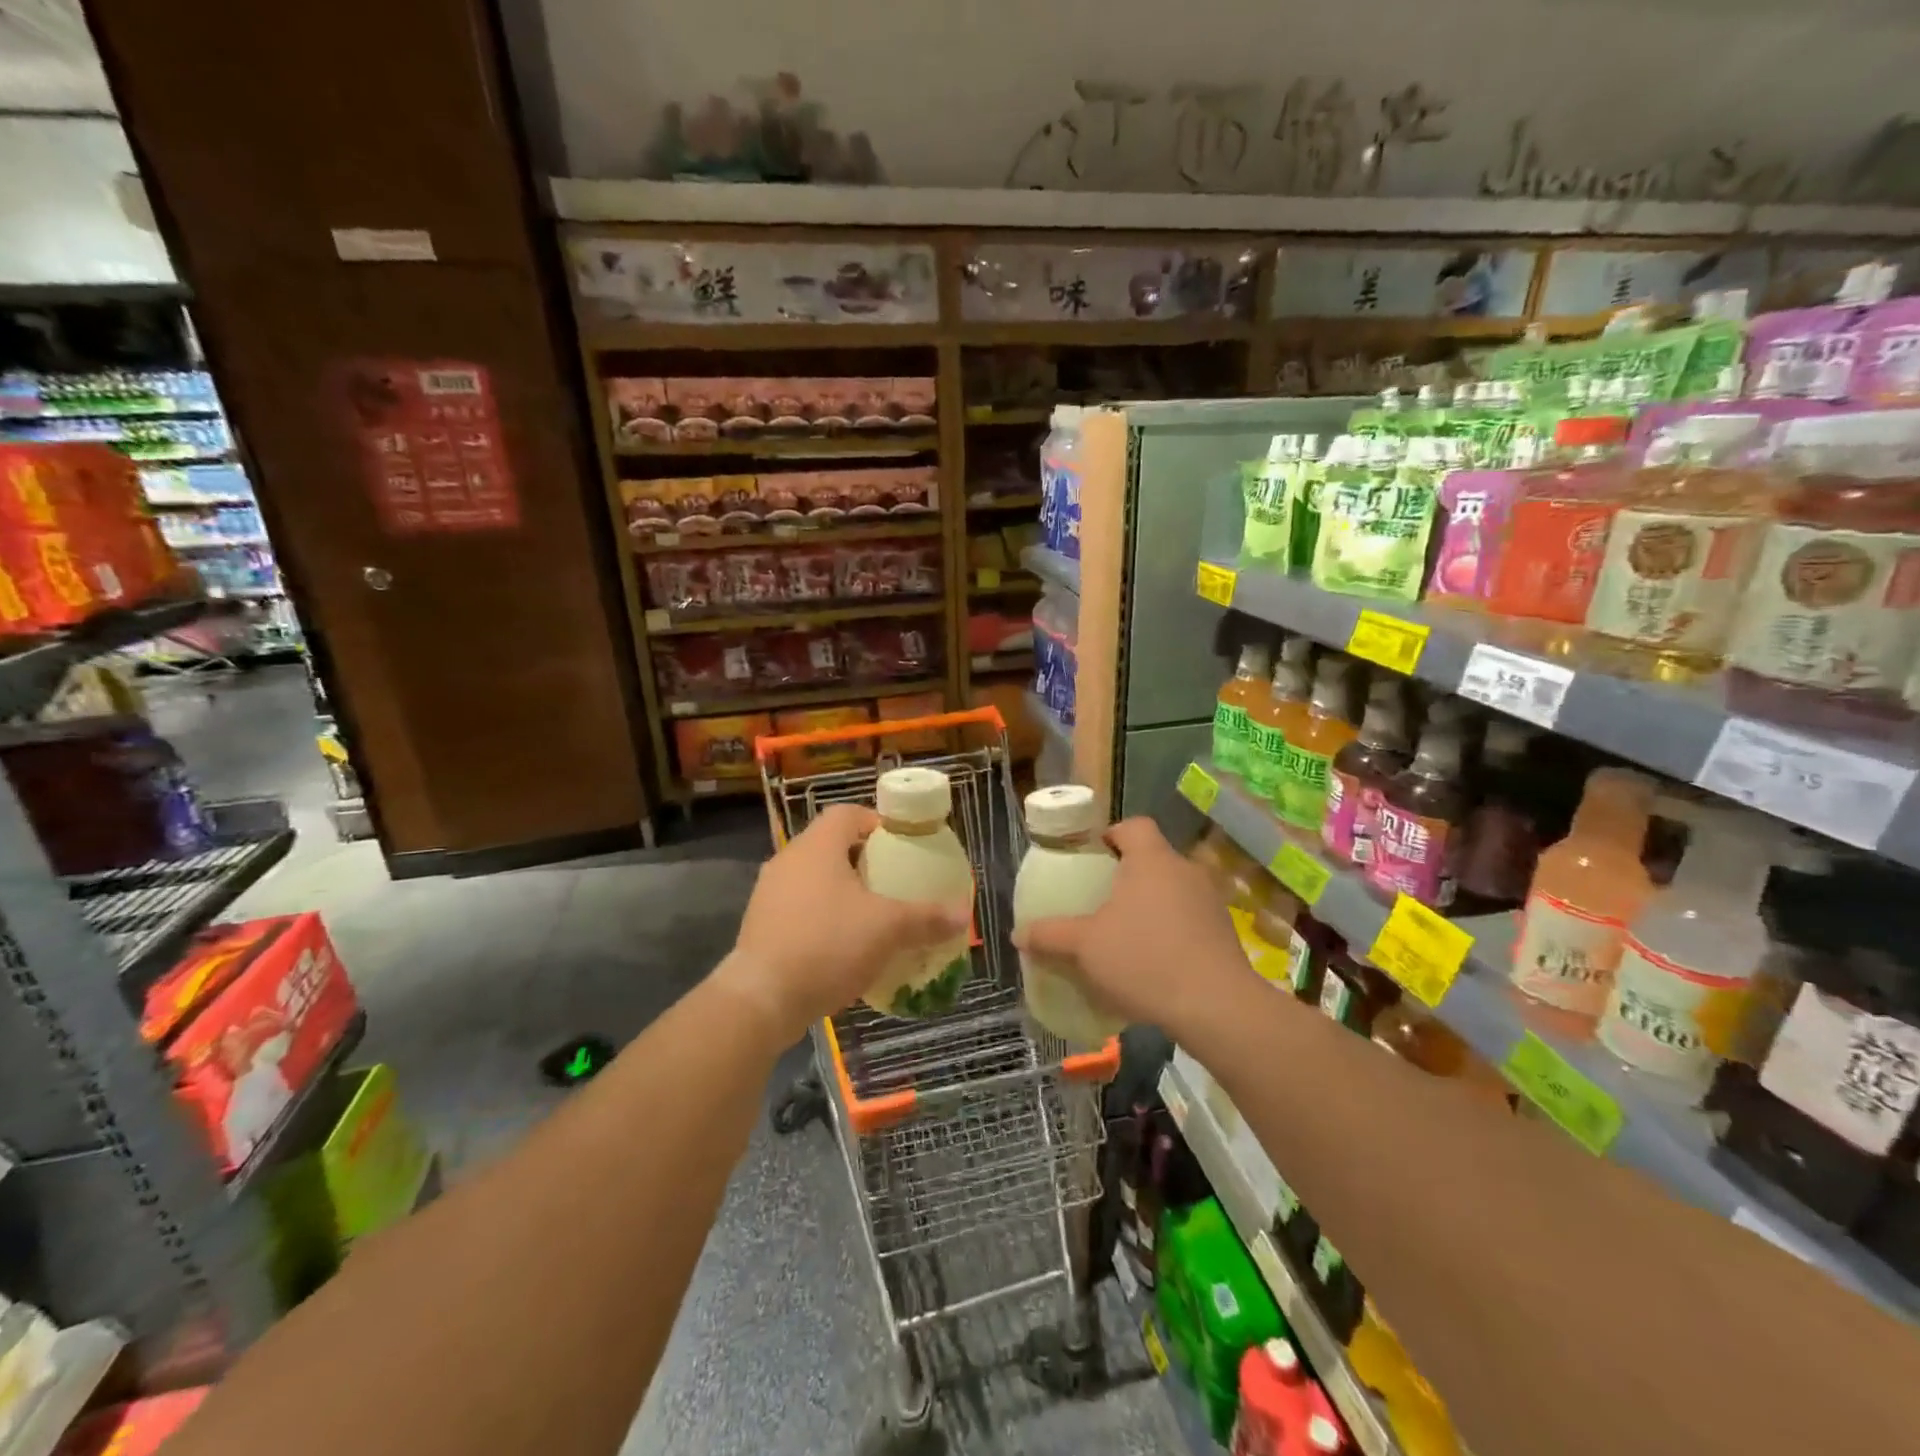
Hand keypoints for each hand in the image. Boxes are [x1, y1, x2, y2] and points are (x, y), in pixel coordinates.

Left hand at [717, 804, 971, 1041]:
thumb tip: (965, 913)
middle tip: (893, 882)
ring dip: (843, 892)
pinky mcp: (760, 926)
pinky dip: (823, 919)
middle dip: (864, 862)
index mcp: (817, 846)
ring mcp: (769, 894)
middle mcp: (788, 860)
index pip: (847, 813)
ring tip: (872, 916)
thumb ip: (927, 918)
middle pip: (831, 846)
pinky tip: (843, 947)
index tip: (901, 845)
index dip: (876, 823)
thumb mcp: (888, 929)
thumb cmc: (828, 945)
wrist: (761, 998)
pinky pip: (800, 910)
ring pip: (814, 880)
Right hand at [1016, 818, 1251, 1039]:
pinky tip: (1155, 962)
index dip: (1111, 835)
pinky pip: (1190, 919)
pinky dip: (1171, 931)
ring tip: (1126, 935)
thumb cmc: (1144, 959)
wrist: (1216, 1006)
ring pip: (1172, 890)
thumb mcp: (1085, 946)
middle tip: (1100, 901)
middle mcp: (1185, 870)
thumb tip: (1018, 934)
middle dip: (1127, 876)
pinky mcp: (1224, 933)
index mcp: (1152, 859)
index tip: (1092, 859)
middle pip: (1153, 858)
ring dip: (1150, 905)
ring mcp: (1210, 901)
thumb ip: (1050, 935)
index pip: (1134, 826)